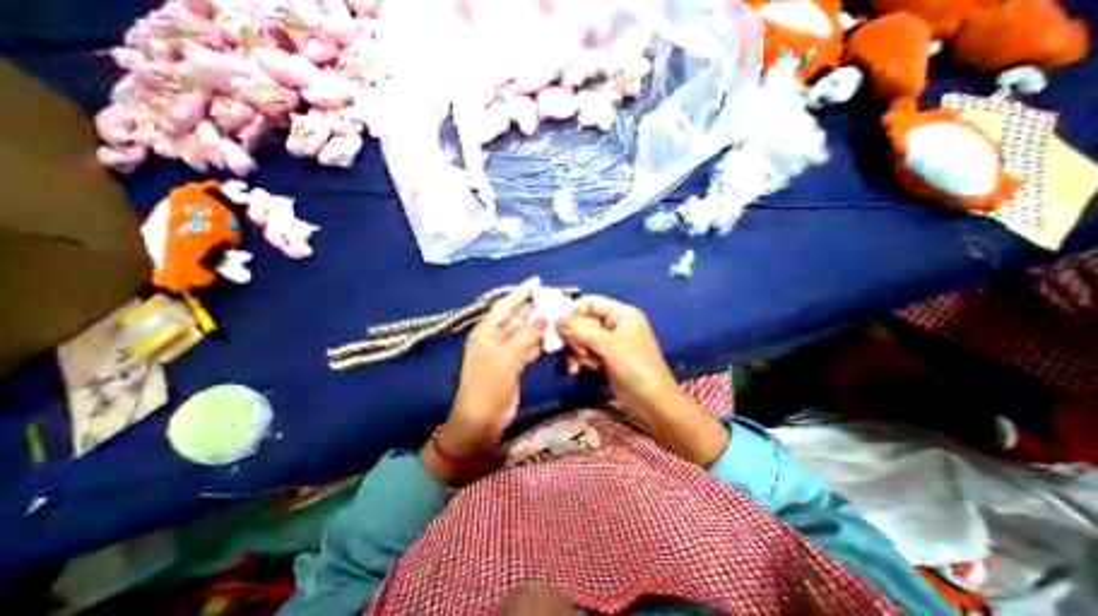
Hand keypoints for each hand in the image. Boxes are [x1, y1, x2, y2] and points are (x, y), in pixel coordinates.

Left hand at [422, 276, 544, 482]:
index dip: (521, 292)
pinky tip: (552, 336)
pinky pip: (528, 347)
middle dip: (533, 307)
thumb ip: (525, 336)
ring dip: (539, 324)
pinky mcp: (513, 364)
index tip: (537, 281)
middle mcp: (495, 338)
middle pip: (516, 317)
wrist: (482, 421)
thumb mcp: (506, 358)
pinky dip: (539, 342)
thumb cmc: (488, 386)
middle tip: (554, 298)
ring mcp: (505, 351)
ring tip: (557, 313)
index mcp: (486, 332)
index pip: (505, 306)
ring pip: (524, 332)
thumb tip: (543, 318)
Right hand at [558, 297, 677, 415]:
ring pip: (582, 338)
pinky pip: (586, 352)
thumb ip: (582, 331)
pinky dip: (580, 360)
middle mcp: (615, 324)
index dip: (573, 311)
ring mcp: (610, 342)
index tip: (558, 325)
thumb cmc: (635, 368)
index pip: (591, 302)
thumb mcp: (608, 346)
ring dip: (578, 351)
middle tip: (577, 350)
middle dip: (576, 336)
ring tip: (581, 364)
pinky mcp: (606, 358)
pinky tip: (575, 370)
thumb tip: (557, 319)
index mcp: (621, 314)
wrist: (652, 403)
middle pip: (584, 321)